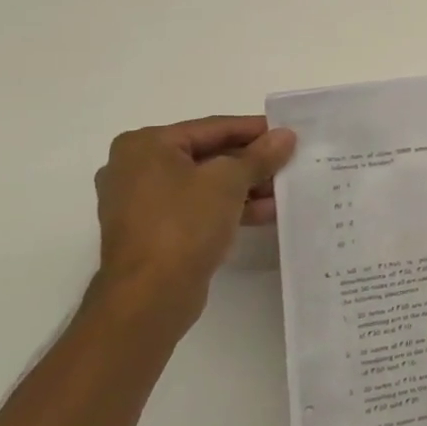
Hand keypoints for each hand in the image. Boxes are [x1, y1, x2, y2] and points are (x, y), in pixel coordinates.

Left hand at [92, 115, 296, 323]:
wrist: (149, 297)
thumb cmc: (183, 224)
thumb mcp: (229, 181)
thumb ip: (260, 156)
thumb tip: (285, 136)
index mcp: (145, 145)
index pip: (213, 128)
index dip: (255, 130)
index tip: (289, 133)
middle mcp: (136, 169)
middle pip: (208, 155)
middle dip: (252, 162)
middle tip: (290, 161)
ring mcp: (142, 203)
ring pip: (205, 184)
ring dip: (246, 187)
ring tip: (285, 190)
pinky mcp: (153, 232)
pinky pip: (198, 208)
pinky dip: (229, 207)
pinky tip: (267, 213)